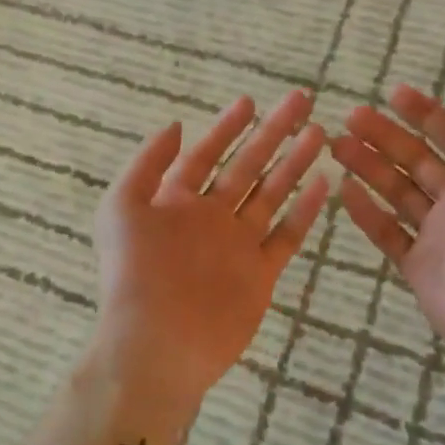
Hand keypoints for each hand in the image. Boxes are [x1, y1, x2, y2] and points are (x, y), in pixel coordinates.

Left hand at [90, 91, 329, 418]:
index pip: (206, 154)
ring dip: (293, 164)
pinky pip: (286, 235)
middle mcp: (210, 218)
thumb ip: (147, 164)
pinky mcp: (260, 273)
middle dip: (272, 133)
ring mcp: (237, 245)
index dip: (227, 127)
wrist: (156, 343)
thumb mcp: (122, 207)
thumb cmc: (134, 273)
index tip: (250, 101)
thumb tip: (175, 125)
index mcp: (176, 202)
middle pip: (247, 166)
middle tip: (300, 102)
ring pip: (271, 195)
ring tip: (318, 133)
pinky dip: (304, 211)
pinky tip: (322, 184)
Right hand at [330, 85, 444, 399]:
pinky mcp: (419, 268)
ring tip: (337, 144)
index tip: (393, 93)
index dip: (425, 113)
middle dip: (385, 135)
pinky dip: (366, 212)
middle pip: (416, 160)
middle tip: (351, 116)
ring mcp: (439, 236)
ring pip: (396, 191)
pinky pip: (387, 233)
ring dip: (368, 166)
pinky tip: (345, 189)